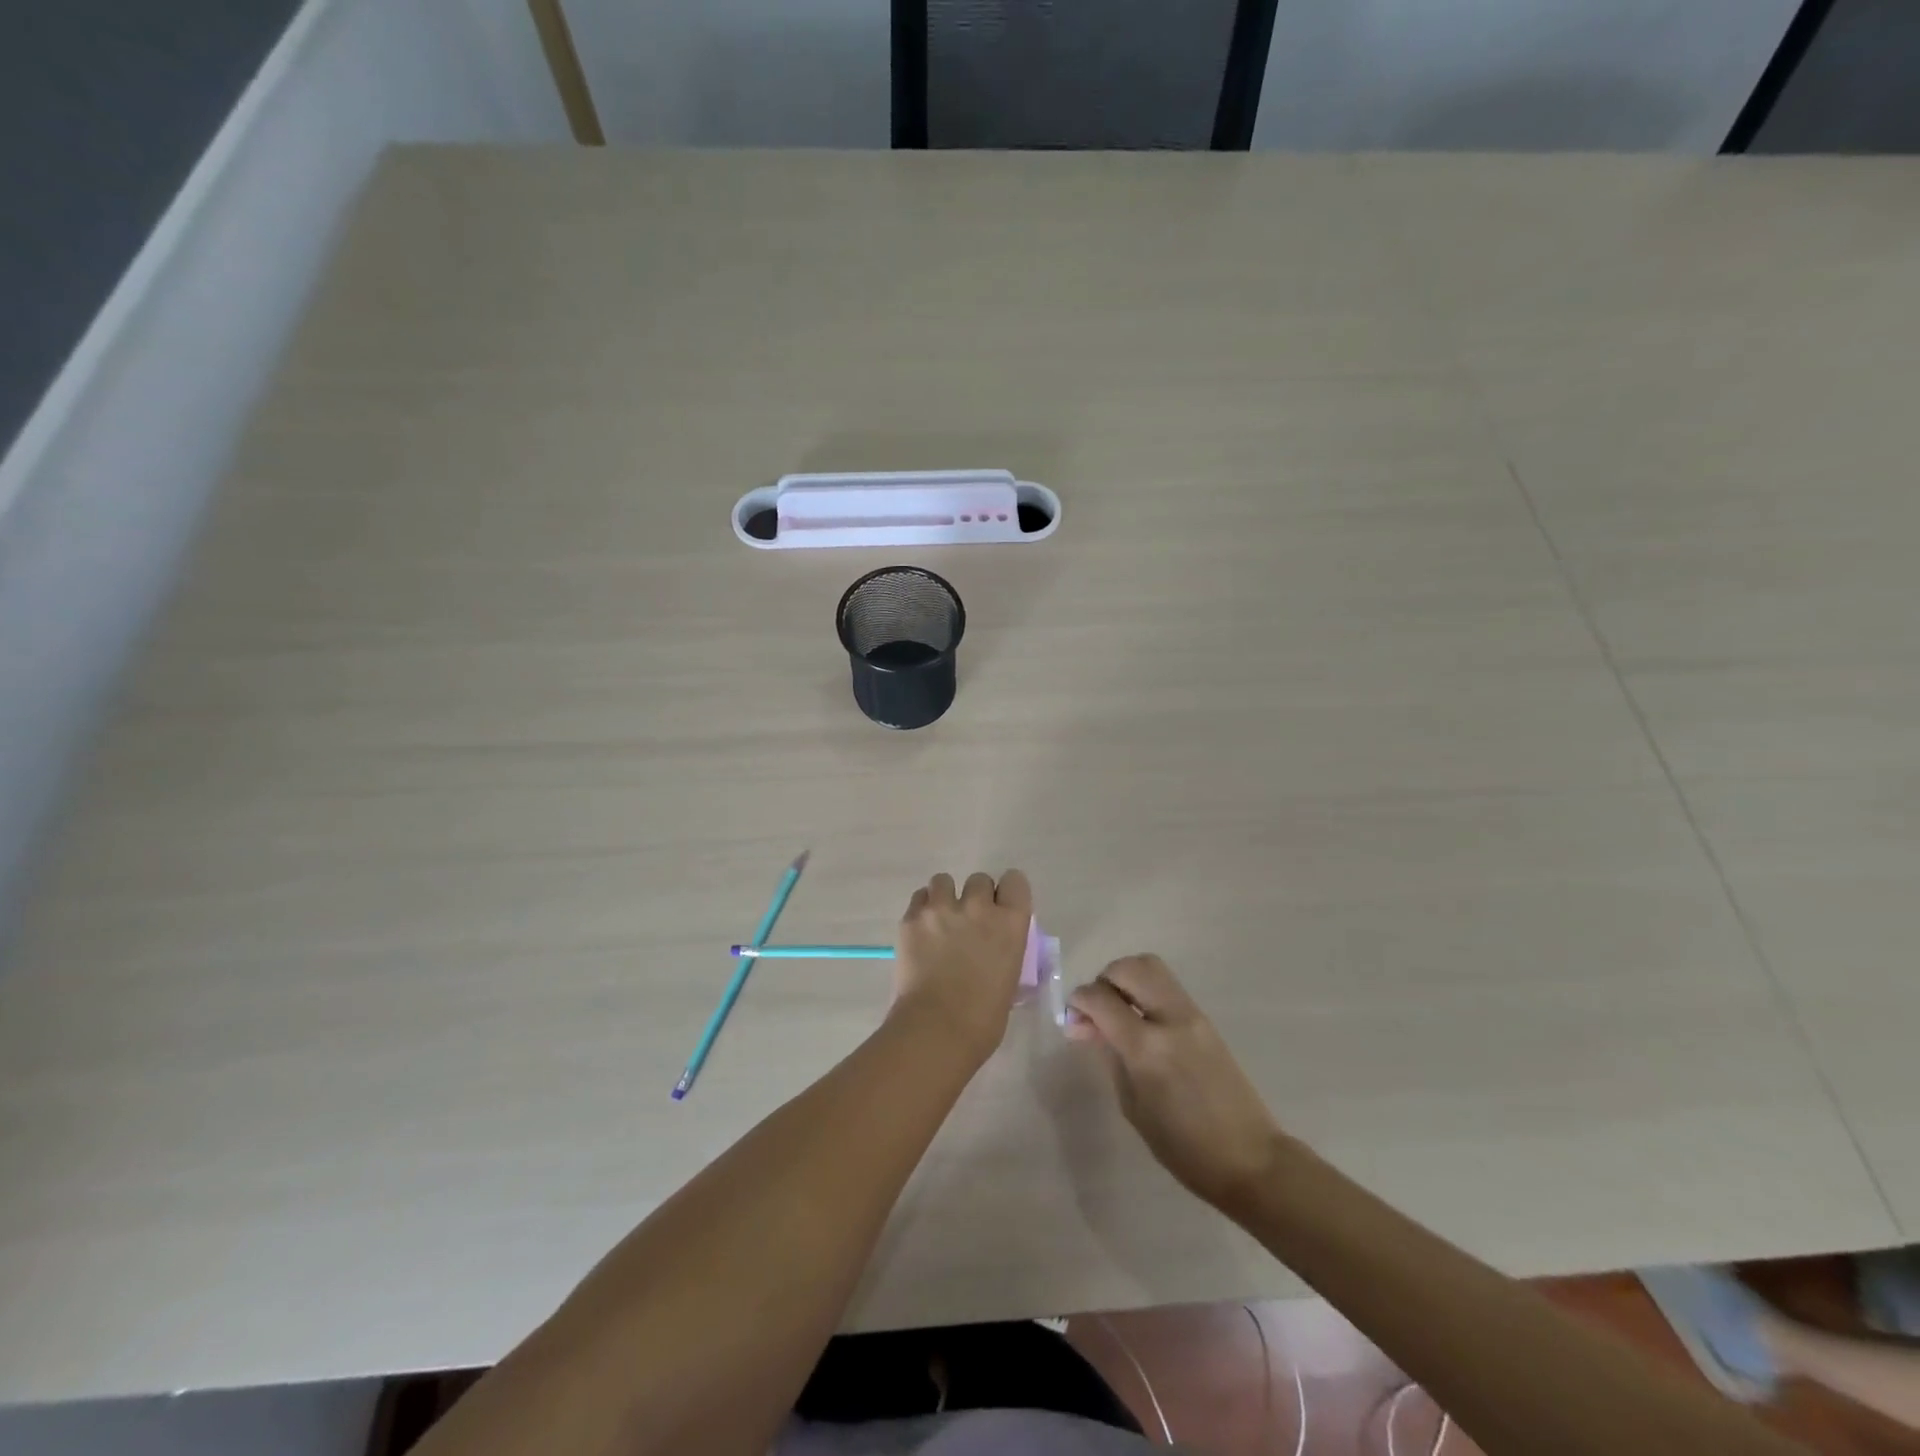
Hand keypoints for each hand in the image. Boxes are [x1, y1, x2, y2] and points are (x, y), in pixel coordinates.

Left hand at [890, 870, 1033, 1068]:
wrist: (937, 1029)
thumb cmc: (983, 1019)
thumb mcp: (1009, 979)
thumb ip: (1004, 952)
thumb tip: (994, 951)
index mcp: (1010, 923)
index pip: (1015, 881)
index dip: (1007, 893)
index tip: (1001, 908)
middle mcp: (978, 906)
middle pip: (979, 880)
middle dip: (975, 897)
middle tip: (968, 922)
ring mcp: (942, 909)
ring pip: (943, 881)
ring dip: (945, 897)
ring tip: (940, 921)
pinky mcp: (911, 918)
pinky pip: (919, 898)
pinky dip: (922, 910)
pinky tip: (921, 931)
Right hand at [1067, 955, 1285, 1212]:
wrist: (1250, 1159)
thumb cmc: (1183, 1147)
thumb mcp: (1132, 1105)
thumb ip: (1110, 1056)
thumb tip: (1089, 1026)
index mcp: (1147, 1047)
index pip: (1101, 998)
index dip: (1079, 1001)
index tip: (1072, 1018)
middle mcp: (1170, 1019)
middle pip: (1130, 968)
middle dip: (1104, 980)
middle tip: (1096, 1010)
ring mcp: (1193, 1015)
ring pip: (1151, 968)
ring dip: (1126, 979)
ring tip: (1117, 1011)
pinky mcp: (1205, 1020)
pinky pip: (1167, 987)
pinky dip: (1145, 991)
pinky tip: (1139, 1021)